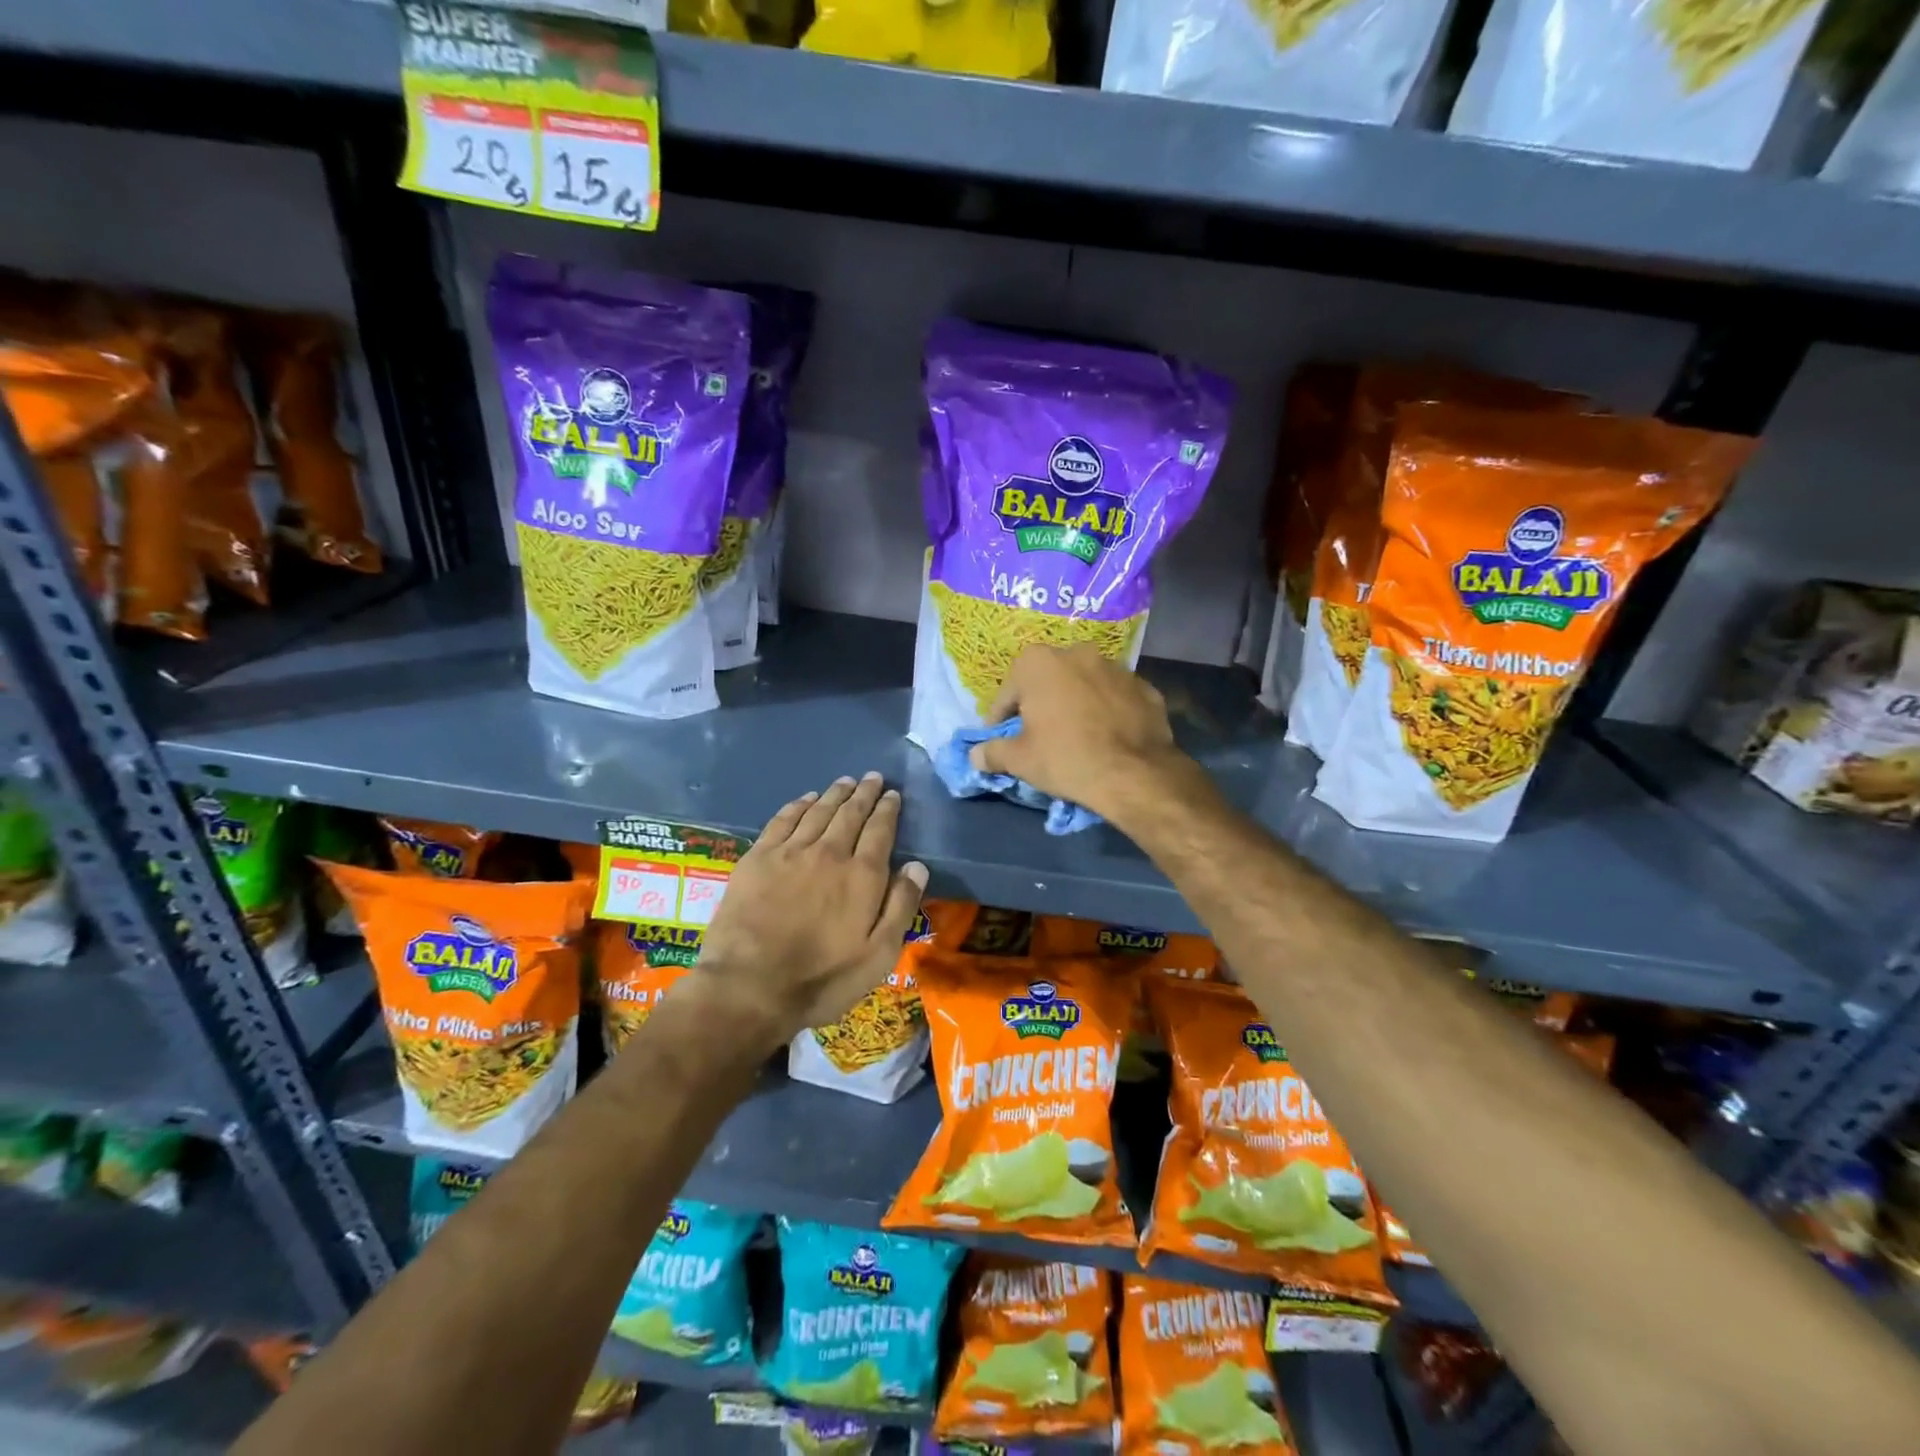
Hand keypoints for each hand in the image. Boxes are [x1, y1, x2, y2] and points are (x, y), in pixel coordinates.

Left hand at [694, 772, 927, 1053]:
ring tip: (845, 781)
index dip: (888, 810)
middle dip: (865, 793)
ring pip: (818, 811)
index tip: (893, 794)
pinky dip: (798, 805)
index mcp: (862, 875)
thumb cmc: (822, 979)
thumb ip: (900, 907)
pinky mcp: (758, 858)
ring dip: (834, 794)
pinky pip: (783, 820)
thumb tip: (917, 865)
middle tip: (873, 778)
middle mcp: (829, 853)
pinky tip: (805, 799)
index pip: (880, 830)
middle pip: (851, 813)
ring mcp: (790, 852)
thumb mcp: (878, 956)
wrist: (749, 986)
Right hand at [968, 645, 1201, 829]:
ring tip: (1076, 735)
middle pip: (1048, 682)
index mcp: (1039, 662)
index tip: (1004, 740)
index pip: (1008, 693)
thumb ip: (993, 752)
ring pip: (1084, 685)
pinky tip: (1107, 737)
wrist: (1135, 773)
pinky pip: (1115, 698)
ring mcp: (1116, 667)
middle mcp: (1077, 653)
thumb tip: (975, 755)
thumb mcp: (1020, 760)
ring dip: (1076, 703)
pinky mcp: (1145, 686)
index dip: (1001, 720)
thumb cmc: (1066, 758)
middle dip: (1041, 704)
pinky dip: (1108, 711)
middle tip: (1040, 736)